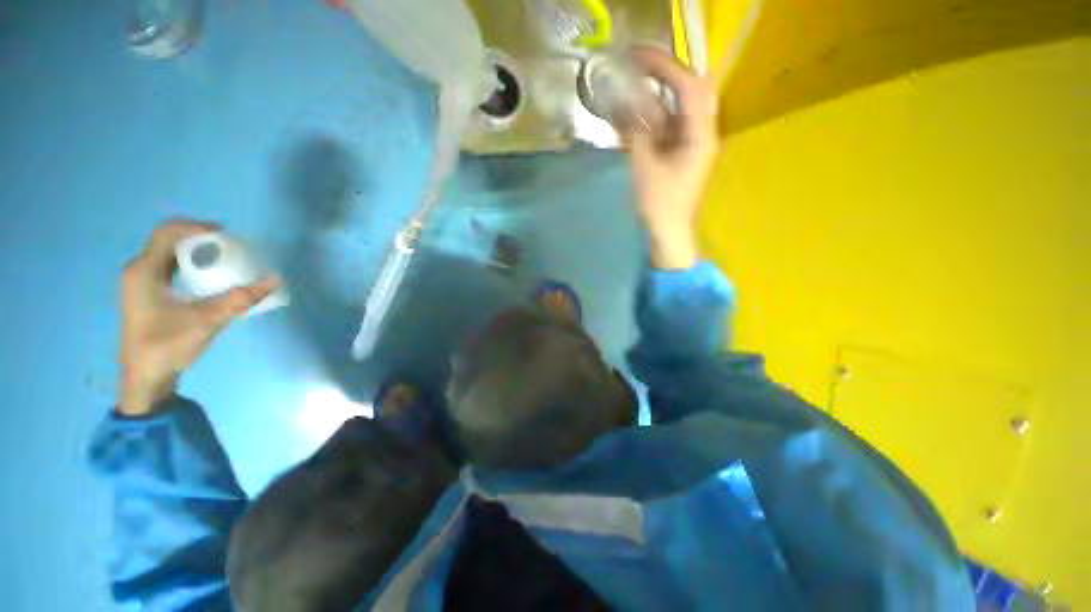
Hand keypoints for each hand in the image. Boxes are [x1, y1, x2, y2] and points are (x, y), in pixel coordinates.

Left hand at [118, 220, 278, 415]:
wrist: (145, 378)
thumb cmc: (167, 347)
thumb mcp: (206, 322)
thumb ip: (240, 300)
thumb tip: (274, 279)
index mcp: (144, 271)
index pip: (169, 232)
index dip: (198, 227)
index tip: (229, 236)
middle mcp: (140, 270)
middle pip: (170, 239)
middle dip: (203, 238)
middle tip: (234, 247)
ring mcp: (142, 281)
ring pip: (171, 252)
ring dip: (199, 250)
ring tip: (227, 258)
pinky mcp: (149, 292)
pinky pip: (172, 265)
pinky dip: (193, 263)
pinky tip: (211, 274)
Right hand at [626, 46, 719, 269]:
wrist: (670, 235)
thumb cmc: (660, 205)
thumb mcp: (645, 167)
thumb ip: (637, 133)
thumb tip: (626, 106)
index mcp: (701, 135)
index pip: (688, 86)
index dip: (663, 66)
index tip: (637, 57)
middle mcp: (701, 134)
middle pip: (686, 93)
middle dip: (660, 78)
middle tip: (634, 71)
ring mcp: (692, 144)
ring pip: (674, 111)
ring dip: (652, 102)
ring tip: (627, 97)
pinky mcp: (681, 155)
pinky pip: (667, 130)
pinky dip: (650, 123)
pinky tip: (632, 122)